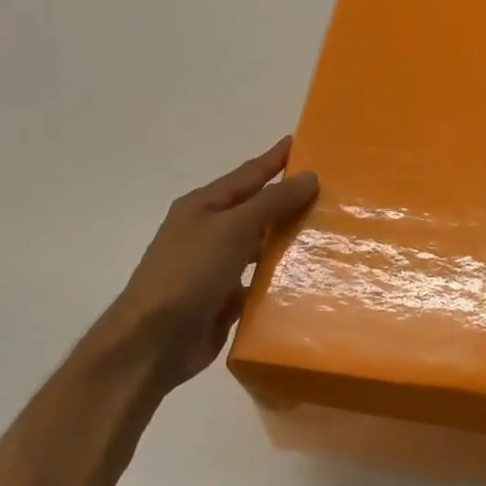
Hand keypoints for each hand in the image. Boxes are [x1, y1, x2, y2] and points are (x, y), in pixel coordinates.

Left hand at [75, 138, 318, 392]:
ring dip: (288, 240)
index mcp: (204, 206)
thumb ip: (272, 202)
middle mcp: (209, 232)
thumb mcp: (232, 228)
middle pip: (256, 210)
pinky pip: (260, 281)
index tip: (304, 144)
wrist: (154, 341)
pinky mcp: (225, 299)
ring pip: (260, 246)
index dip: (275, 159)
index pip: (248, 175)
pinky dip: (281, 277)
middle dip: (289, 200)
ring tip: (328, 233)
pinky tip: (310, 277)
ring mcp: (216, 267)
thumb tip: (308, 176)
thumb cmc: (189, 273)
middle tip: (331, 192)